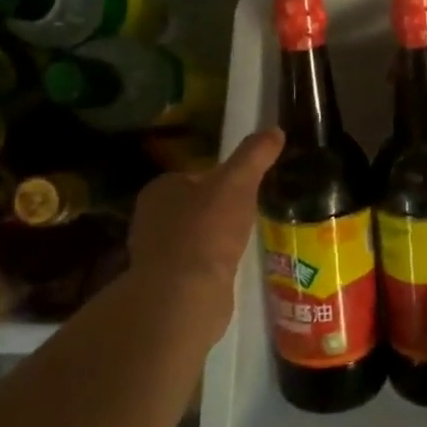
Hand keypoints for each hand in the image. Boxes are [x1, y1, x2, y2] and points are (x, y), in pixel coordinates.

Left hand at [127, 128, 283, 338]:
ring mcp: (156, 254)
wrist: (185, 296)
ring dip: (218, 239)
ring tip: (247, 241)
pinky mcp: (167, 284)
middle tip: (252, 214)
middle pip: (196, 205)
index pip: (196, 175)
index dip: (223, 179)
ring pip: (196, 236)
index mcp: (161, 189)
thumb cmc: (207, 231)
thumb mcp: (237, 183)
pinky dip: (214, 264)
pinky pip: (197, 264)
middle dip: (221, 210)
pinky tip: (232, 267)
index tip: (249, 187)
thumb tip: (275, 130)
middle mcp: (151, 218)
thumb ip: (254, 155)